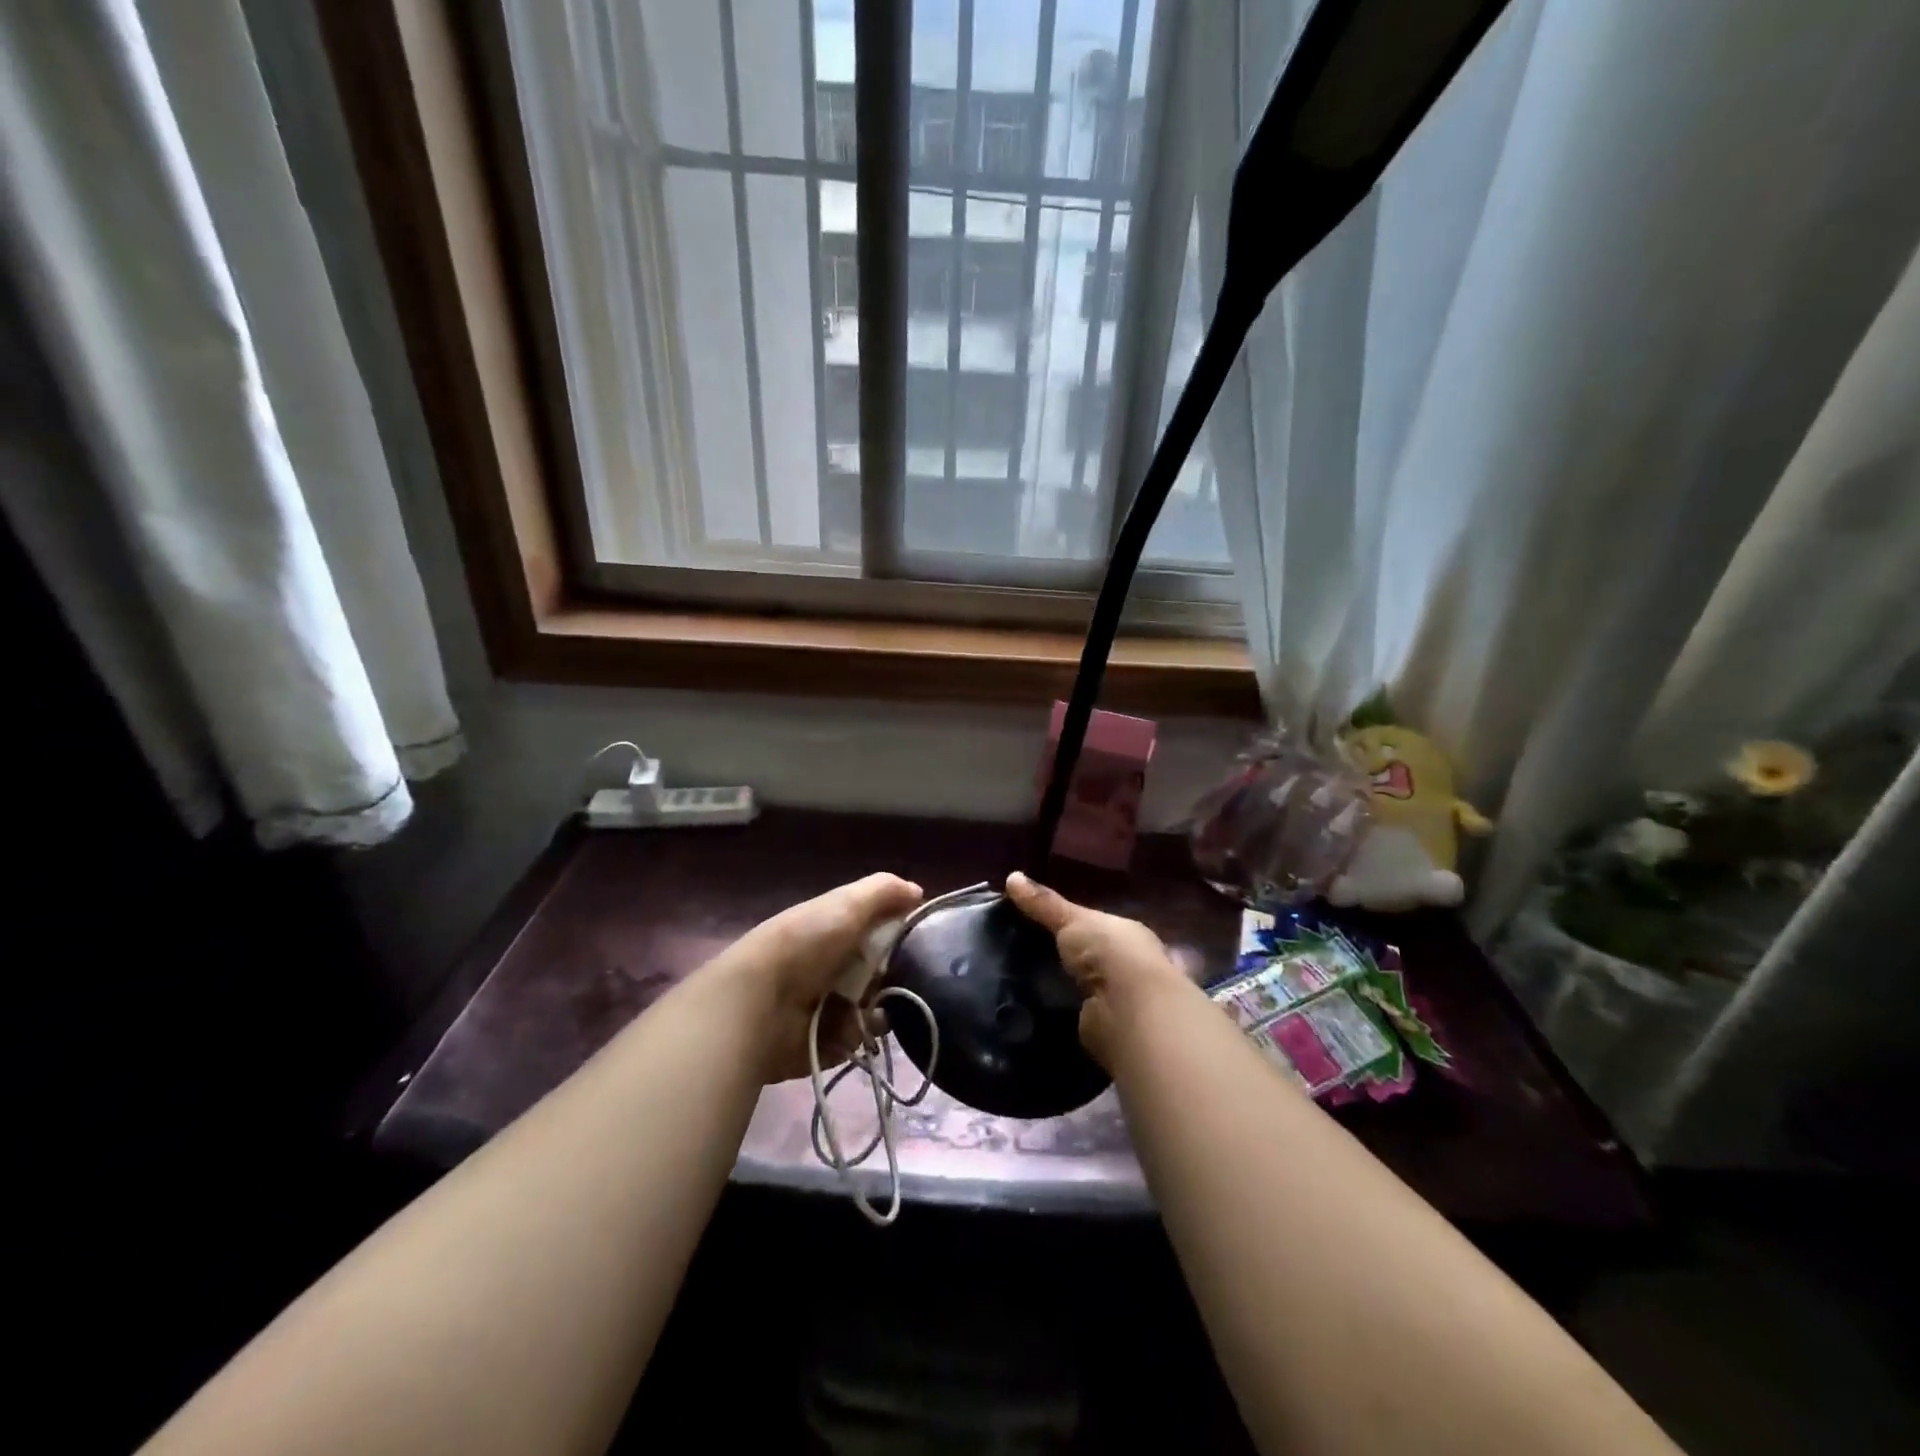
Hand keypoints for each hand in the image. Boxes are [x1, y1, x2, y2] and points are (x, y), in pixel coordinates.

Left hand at [707, 873, 923, 1082]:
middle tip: (901, 978)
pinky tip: (859, 1027)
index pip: (880, 930)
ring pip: (875, 1005)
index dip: (901, 934)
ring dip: (882, 1006)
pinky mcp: (825, 1042)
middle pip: (882, 971)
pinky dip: (862, 1034)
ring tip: (876, 1007)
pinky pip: (859, 1038)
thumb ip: (884, 891)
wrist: (758, 1003)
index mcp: (834, 931)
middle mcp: (832, 965)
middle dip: (895, 975)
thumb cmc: (805, 944)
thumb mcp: (846, 903)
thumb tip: (919, 892)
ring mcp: (828, 1006)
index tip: (920, 941)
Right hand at [1004, 872, 1201, 1069]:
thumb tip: (1011, 875)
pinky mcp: (1108, 1030)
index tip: (1038, 927)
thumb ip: (1044, 903)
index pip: (1097, 927)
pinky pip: (1078, 1018)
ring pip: (1085, 990)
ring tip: (1021, 987)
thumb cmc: (1108, 952)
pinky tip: (1036, 1014)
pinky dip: (1062, 1016)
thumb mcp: (1071, 920)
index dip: (1071, 926)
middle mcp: (1129, 966)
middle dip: (1067, 961)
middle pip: (1091, 959)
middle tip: (1022, 958)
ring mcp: (1121, 1001)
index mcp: (1126, 934)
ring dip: (1064, 990)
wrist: (1129, 1009)